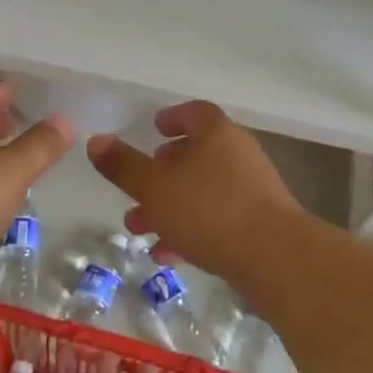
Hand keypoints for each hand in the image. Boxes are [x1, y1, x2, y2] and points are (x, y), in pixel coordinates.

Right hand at [86, 100, 305, 285]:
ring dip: (171, 206)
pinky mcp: (261, 224)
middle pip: (196, 154)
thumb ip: (123, 165)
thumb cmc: (209, 210)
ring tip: (141, 228)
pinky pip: (218, 218)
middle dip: (162, 173)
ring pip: (203, 190)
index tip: (153, 129)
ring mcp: (253, 190)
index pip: (194, 112)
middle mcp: (238, 154)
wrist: (277, 260)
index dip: (172, 118)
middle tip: (138, 188)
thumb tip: (95, 140)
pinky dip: (192, 229)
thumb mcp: (154, 187)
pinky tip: (169, 255)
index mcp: (216, 134)